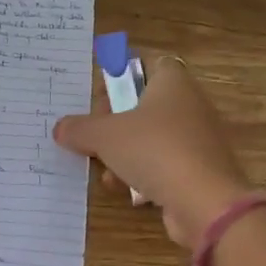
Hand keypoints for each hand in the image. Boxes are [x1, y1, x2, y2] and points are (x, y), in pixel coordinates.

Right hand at [53, 57, 251, 246]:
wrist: (205, 203)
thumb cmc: (155, 151)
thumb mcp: (105, 136)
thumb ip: (80, 129)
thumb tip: (60, 128)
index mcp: (172, 82)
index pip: (146, 63)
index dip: (120, 75)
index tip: (97, 96)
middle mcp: (189, 104)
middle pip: (143, 103)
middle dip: (114, 121)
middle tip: (92, 135)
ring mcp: (196, 139)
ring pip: (150, 137)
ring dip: (122, 152)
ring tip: (102, 167)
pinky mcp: (197, 170)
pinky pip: (162, 163)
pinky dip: (141, 173)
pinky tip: (122, 187)